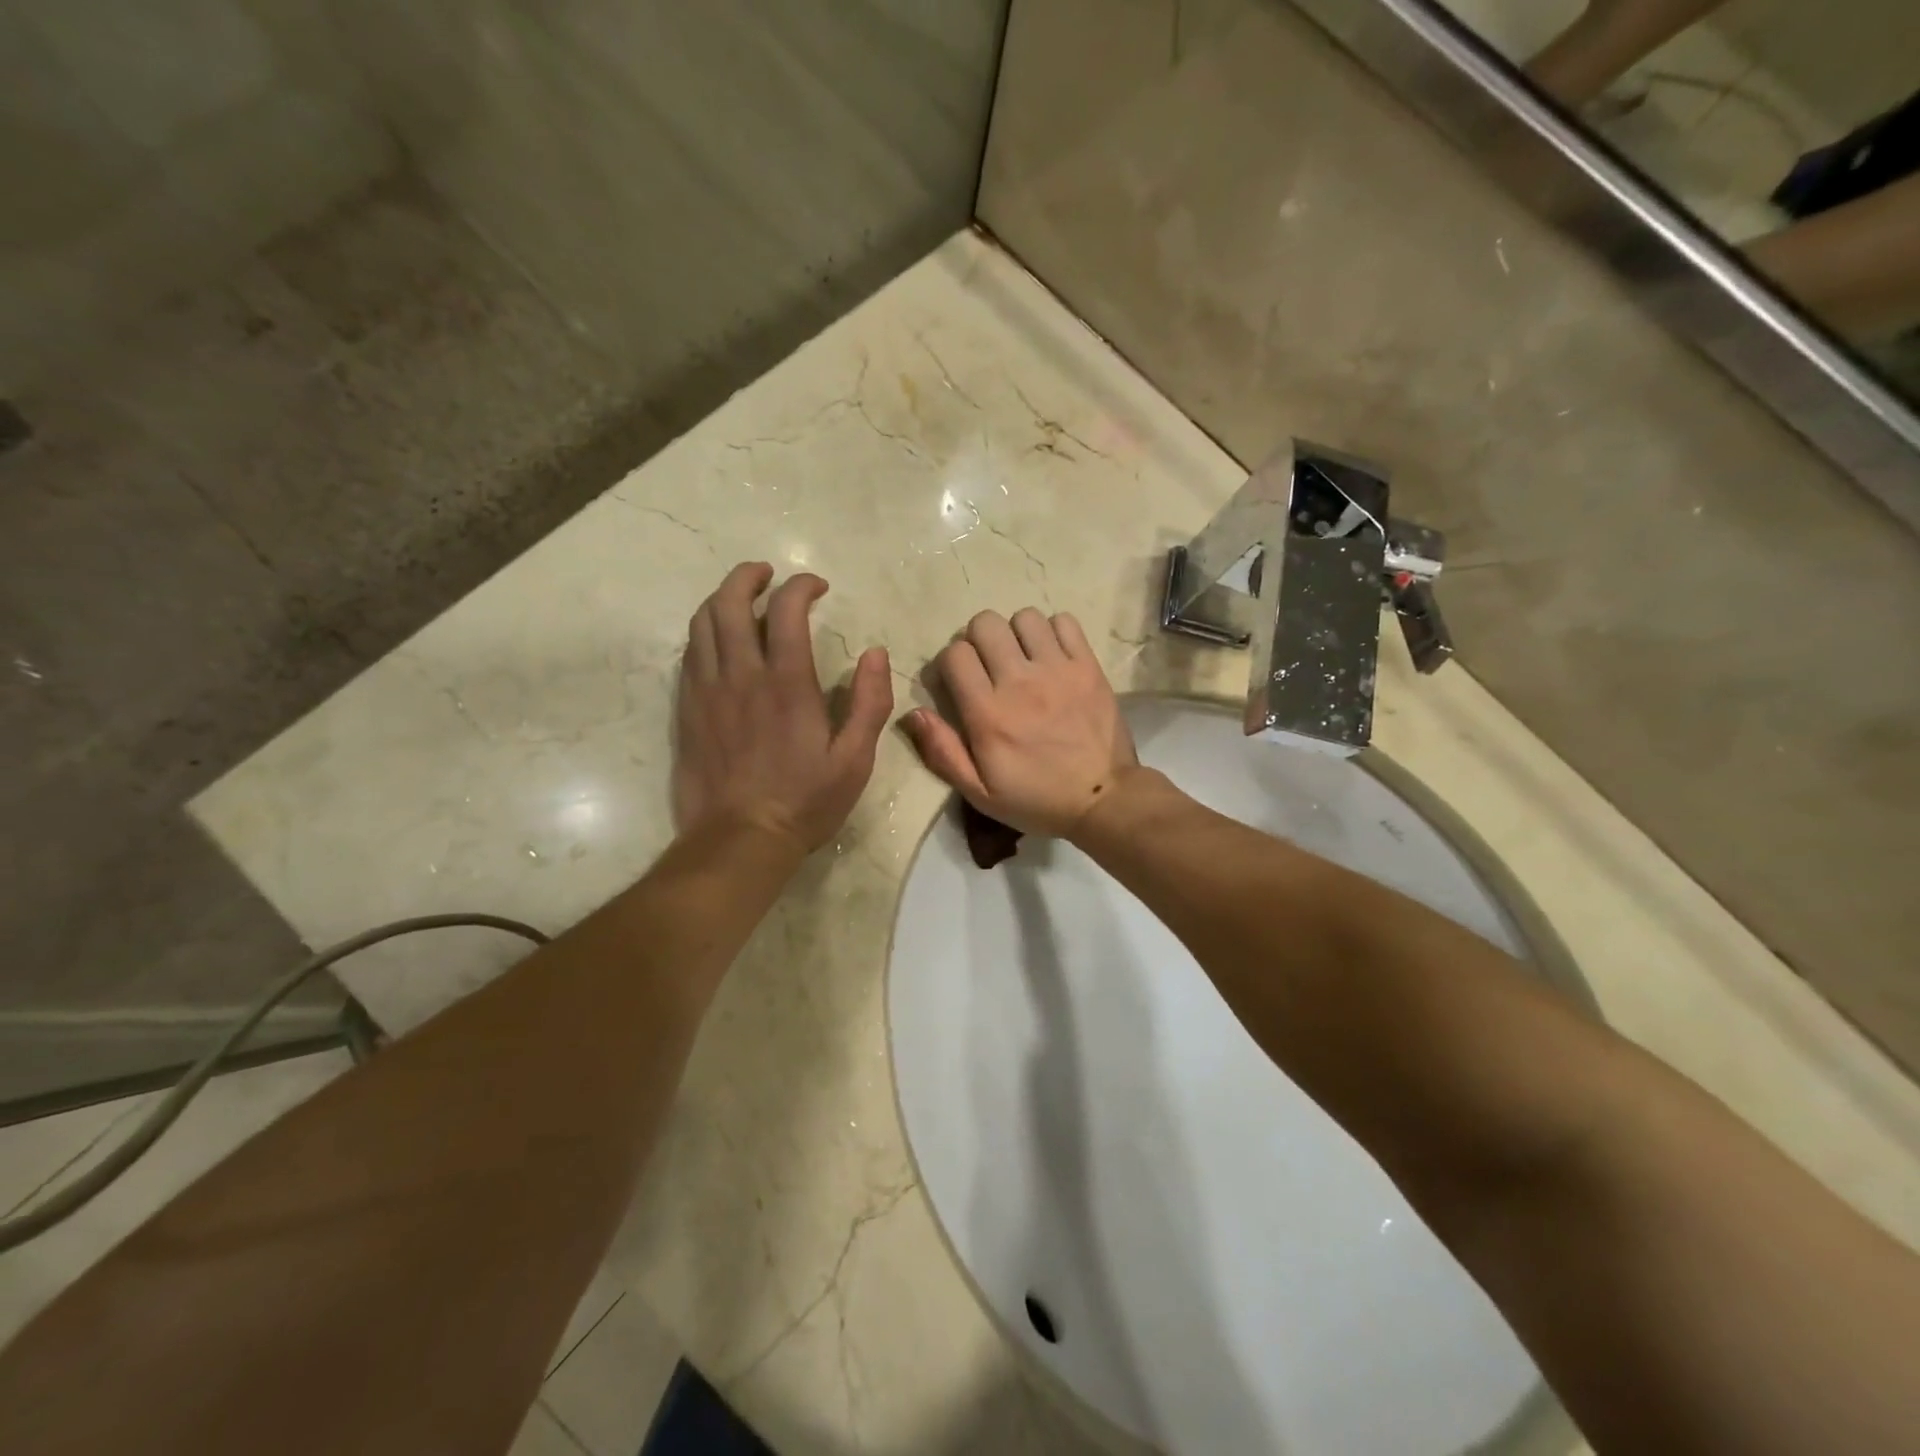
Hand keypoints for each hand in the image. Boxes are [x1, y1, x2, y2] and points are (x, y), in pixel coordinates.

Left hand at [675, 563, 892, 853]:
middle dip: (748, 577)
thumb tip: (876, 653)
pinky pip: (689, 654)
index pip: (786, 610)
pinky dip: (704, 632)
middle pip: (729, 602)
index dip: (801, 586)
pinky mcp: (688, 709)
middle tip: (767, 574)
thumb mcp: (855, 760)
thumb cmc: (805, 801)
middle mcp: (741, 675)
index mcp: (786, 683)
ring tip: (740, 597)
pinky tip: (719, 640)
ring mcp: (707, 690)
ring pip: (702, 623)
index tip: (817, 588)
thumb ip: (870, 703)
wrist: (740, 839)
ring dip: (721, 598)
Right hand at [904, 608, 1137, 837]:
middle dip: (978, 640)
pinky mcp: (1088, 667)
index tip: (959, 682)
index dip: (951, 664)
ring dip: (1016, 634)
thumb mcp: (980, 793)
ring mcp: (1058, 670)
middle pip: (985, 623)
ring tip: (1022, 658)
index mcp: (988, 713)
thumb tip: (913, 713)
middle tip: (989, 666)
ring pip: (1024, 617)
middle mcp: (1020, 682)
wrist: (1103, 800)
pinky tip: (1052, 656)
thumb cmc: (1036, 800)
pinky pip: (1065, 622)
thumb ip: (943, 752)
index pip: (955, 654)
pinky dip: (1054, 632)